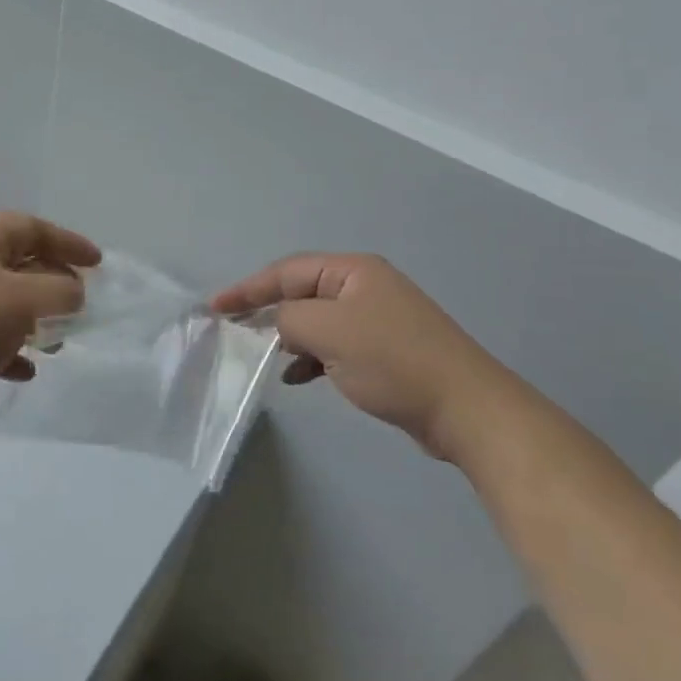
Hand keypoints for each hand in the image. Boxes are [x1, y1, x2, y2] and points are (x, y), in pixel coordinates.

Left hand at [0, 213, 100, 435]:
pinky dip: (1, 344)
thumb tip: (73, 290)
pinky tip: (21, 370)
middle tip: (77, 306)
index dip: (68, 243)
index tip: (98, 263)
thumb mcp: (21, 303)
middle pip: (13, 261)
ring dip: (28, 319)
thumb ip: (59, 291)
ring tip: (54, 343)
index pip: (31, 227)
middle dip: (50, 285)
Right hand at [212, 254, 498, 458]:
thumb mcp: (329, 332)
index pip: (287, 271)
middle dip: (268, 311)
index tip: (216, 307)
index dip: (249, 288)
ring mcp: (376, 320)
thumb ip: (290, 319)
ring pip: (317, 321)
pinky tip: (296, 377)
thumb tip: (279, 324)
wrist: (464, 409)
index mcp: (352, 271)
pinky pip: (335, 346)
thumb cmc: (392, 360)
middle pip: (302, 292)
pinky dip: (312, 358)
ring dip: (290, 337)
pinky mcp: (384, 351)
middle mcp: (364, 287)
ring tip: (262, 356)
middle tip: (234, 330)